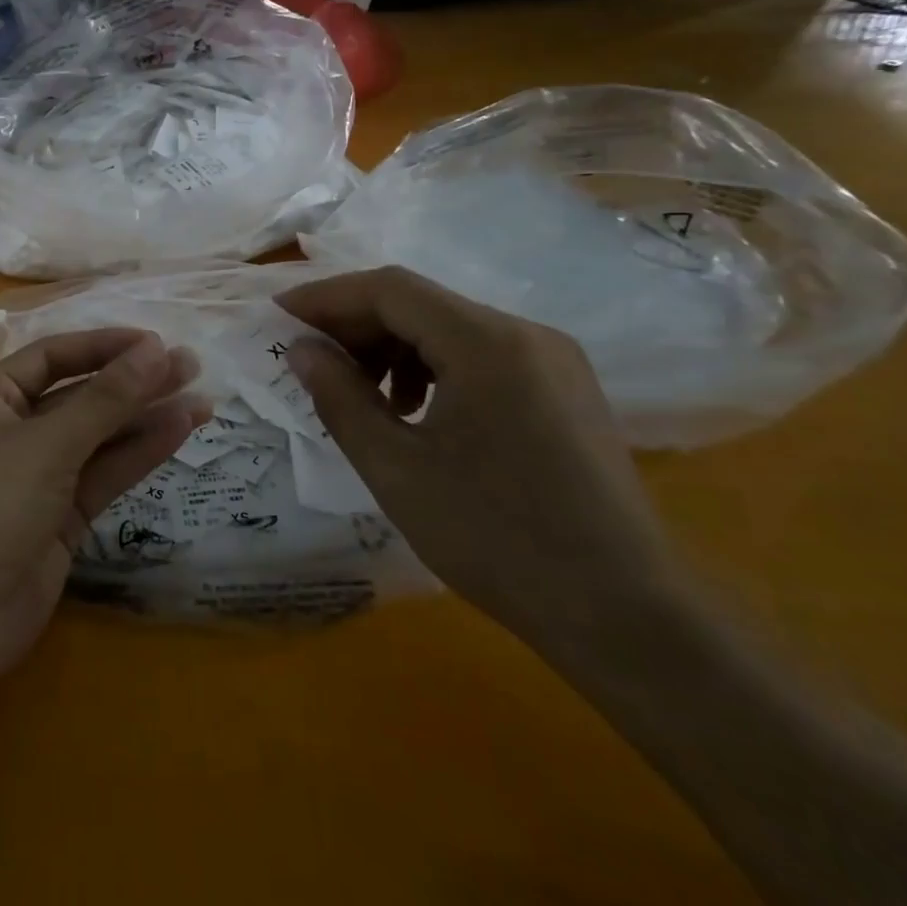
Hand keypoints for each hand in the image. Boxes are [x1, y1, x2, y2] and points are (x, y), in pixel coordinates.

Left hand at [0, 330, 206, 689]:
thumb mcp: (46, 444)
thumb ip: (105, 399)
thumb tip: (155, 348)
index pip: (53, 357)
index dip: (103, 347)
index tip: (154, 342)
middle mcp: (13, 430)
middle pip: (80, 396)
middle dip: (132, 382)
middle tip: (191, 366)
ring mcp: (38, 477)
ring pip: (98, 437)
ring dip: (145, 418)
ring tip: (201, 399)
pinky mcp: (60, 518)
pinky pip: (103, 475)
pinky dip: (137, 455)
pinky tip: (178, 432)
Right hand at [277, 266, 683, 653]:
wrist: (626, 616)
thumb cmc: (496, 538)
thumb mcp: (395, 468)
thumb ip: (339, 397)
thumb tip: (302, 349)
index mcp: (487, 342)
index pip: (390, 289)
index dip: (327, 297)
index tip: (280, 317)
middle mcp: (526, 334)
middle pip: (421, 304)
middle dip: (358, 326)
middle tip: (312, 363)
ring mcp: (554, 361)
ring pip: (451, 329)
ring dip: (394, 349)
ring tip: (364, 399)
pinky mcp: (565, 391)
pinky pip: (483, 357)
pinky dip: (434, 369)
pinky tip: (417, 414)